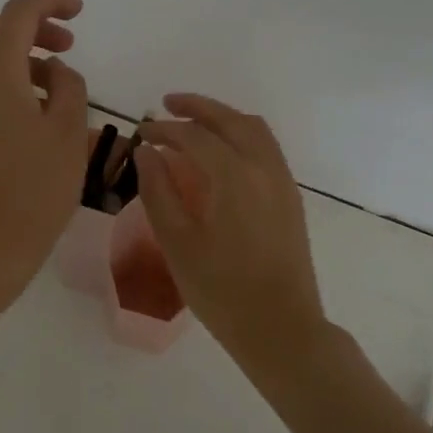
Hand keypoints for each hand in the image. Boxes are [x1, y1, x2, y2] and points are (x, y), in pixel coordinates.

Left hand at [0, 0, 89, 309]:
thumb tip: (56, 71)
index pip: (17, 14)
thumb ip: (69, 87)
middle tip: (67, 46)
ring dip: (18, 56)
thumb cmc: (36, 190)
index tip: (78, 12)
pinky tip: (28, 112)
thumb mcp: (69, 134)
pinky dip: (4, 81)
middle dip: (33, 27)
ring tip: (53, 84)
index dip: (49, 3)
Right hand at [136, 94, 327, 362]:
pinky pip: (266, 147)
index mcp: (233, 176)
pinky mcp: (290, 197)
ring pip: (254, 129)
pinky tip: (222, 152)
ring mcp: (282, 180)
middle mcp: (263, 167)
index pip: (194, 136)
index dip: (164, 129)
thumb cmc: (221, 290)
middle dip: (197, 107)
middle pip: (230, 119)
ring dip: (223, 117)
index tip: (141, 132)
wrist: (280, 327)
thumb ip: (158, 191)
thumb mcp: (178, 242)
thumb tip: (147, 152)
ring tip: (194, 122)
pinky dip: (241, 135)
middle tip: (166, 105)